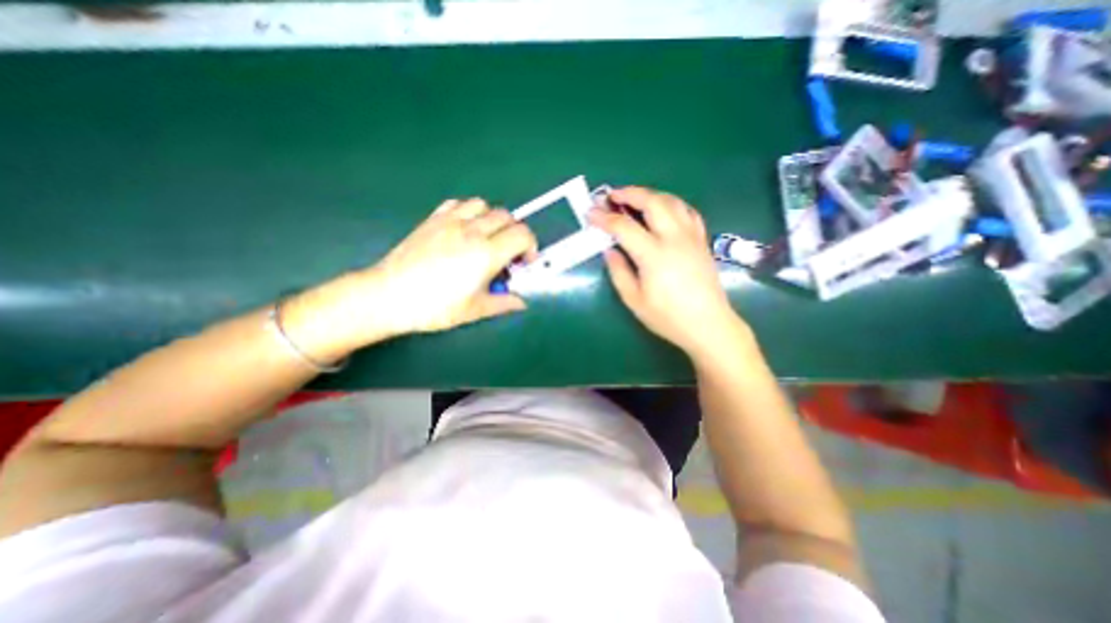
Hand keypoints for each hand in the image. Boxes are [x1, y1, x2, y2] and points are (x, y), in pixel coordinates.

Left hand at [365, 196, 538, 335]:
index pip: (523, 235)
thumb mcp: (475, 310)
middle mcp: (472, 231)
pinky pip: (458, 204)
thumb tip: (521, 302)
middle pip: (508, 217)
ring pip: (484, 205)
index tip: (524, 262)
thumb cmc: (434, 307)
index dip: (531, 246)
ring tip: (487, 239)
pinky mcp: (433, 219)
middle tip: (508, 254)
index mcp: (486, 254)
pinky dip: (469, 212)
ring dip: (493, 219)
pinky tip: (464, 229)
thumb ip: (503, 303)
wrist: (388, 295)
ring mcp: (450, 221)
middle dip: (516, 233)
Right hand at [589, 187, 745, 358]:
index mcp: (653, 255)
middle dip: (629, 194)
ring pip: (671, 201)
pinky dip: (671, 204)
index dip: (604, 218)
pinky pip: (687, 211)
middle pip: (652, 202)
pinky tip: (663, 210)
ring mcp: (691, 237)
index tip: (590, 213)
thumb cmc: (668, 317)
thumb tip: (610, 250)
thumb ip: (619, 272)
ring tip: (635, 199)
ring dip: (650, 195)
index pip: (624, 227)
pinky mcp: (701, 240)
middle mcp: (674, 238)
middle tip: (612, 196)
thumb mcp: (634, 300)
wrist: (708, 324)